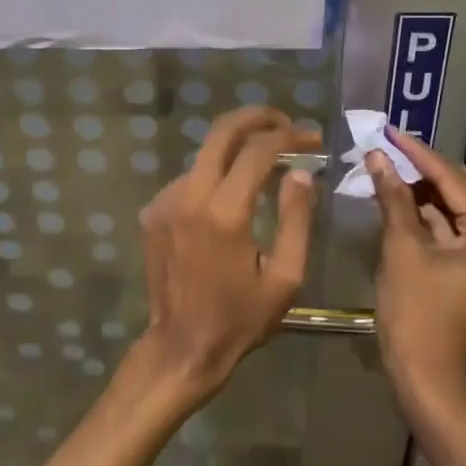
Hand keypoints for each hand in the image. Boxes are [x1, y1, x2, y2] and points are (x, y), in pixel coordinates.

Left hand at [134, 106, 319, 401]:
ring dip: (235, 150)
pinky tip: (231, 197)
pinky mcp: (153, 212)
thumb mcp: (285, 277)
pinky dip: (214, 176)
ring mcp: (165, 201)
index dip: (289, 136)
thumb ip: (296, 218)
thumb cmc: (240, 319)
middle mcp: (189, 196)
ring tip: (265, 164)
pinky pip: (189, 179)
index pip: (257, 150)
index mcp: (225, 213)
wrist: (181, 348)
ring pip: (204, 155)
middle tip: (284, 124)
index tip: (312, 138)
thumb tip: (301, 173)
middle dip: (256, 117)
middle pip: (220, 131)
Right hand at [367, 128, 465, 410]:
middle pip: (461, 188)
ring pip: (455, 208)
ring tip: (385, 171)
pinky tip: (396, 201)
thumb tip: (378, 156)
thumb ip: (393, 198)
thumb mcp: (401, 250)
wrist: (428, 382)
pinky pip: (451, 229)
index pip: (452, 178)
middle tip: (386, 152)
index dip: (417, 153)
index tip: (388, 130)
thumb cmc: (416, 316)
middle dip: (423, 169)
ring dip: (422, 191)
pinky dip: (426, 215)